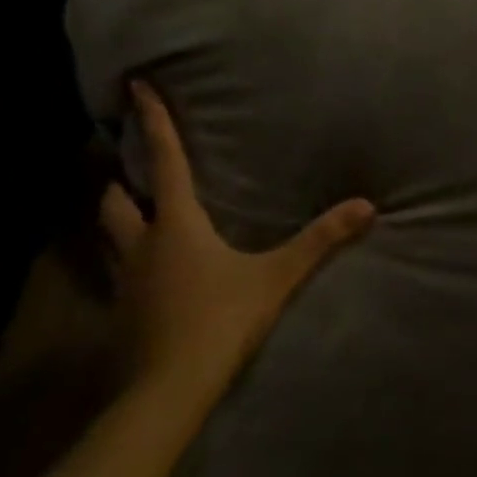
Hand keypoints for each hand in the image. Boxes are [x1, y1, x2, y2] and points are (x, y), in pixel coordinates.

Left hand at [100, 81, 374, 413]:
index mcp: (177, 225)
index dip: (154, 123)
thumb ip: (320, 240)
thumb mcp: (277, 276)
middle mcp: (142, 246)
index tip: (134, 87)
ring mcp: (125, 282)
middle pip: (116, 201)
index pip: (165, 162)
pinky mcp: (122, 314)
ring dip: (119, 219)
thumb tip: (367, 206)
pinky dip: (129, 260)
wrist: (170, 389)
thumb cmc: (222, 319)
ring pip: (110, 238)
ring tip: (136, 213)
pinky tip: (150, 274)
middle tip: (129, 169)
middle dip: (121, 180)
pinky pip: (119, 274)